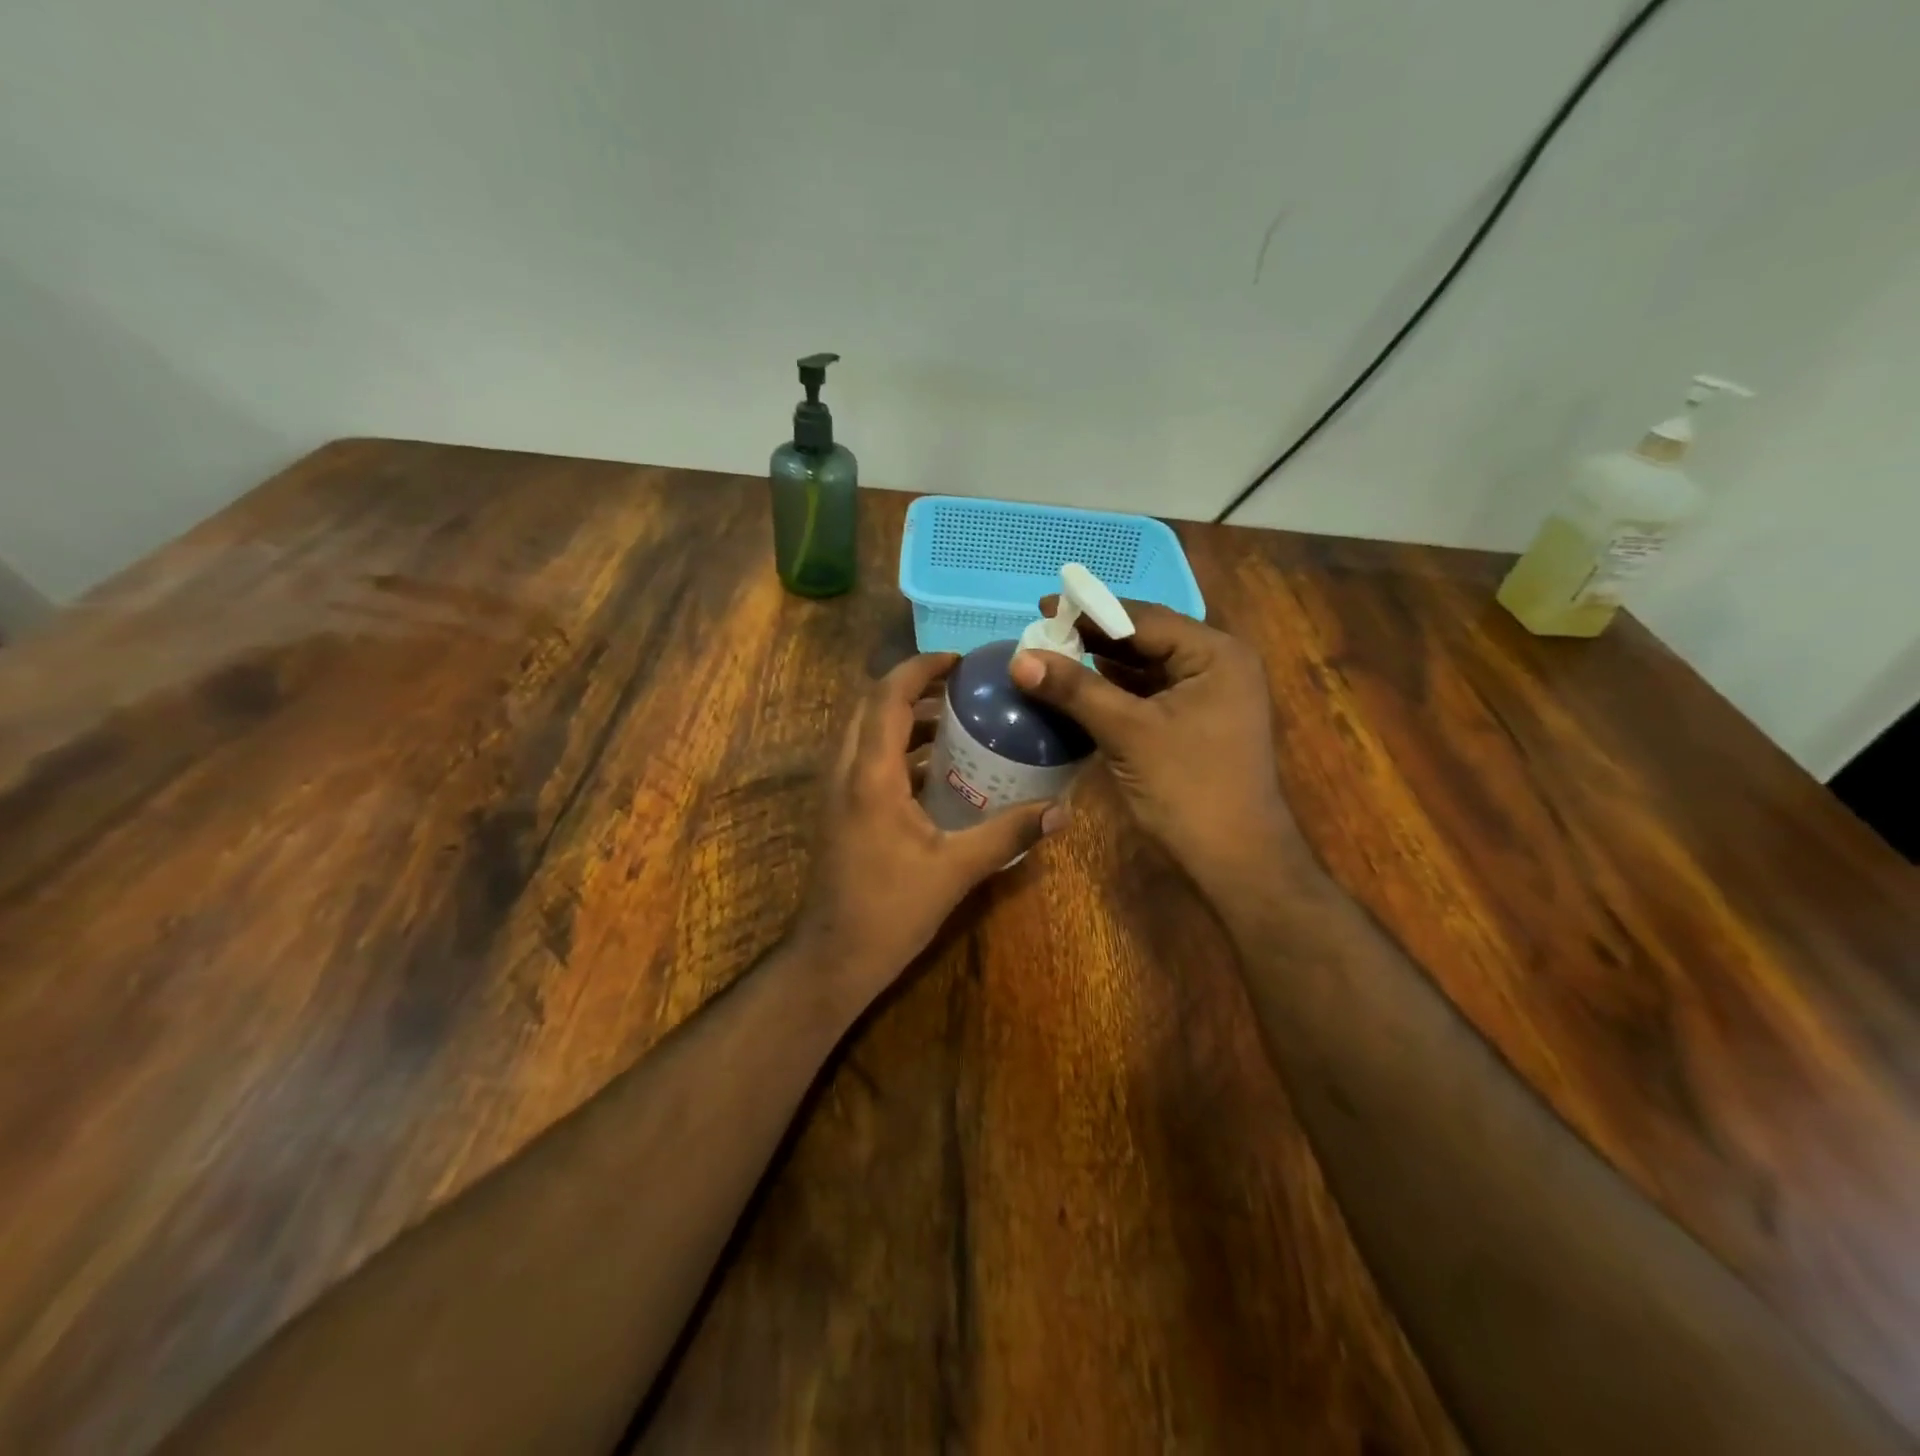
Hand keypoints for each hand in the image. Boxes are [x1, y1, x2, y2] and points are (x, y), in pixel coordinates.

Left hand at [793, 653, 1064, 1003]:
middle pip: (872, 706)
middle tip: (961, 686)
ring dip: (904, 717)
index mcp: (871, 775)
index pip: (888, 697)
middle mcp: (846, 771)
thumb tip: (1061, 812)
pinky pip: (866, 759)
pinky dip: (898, 748)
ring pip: (866, 732)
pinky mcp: (840, 810)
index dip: (920, 668)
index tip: (958, 661)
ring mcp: (837, 791)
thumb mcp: (955, 870)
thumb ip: (1007, 835)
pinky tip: (937, 770)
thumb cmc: (890, 910)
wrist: (833, 957)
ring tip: (955, 718)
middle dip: (913, 687)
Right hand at [1009, 602, 1308, 885]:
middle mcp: (1217, 665)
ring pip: (1145, 668)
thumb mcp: (1128, 732)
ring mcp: (1208, 697)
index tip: (1042, 609)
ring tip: (1051, 656)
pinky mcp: (1195, 724)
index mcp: (1215, 654)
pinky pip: (1149, 695)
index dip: (1090, 612)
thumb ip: (1075, 690)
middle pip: (1145, 639)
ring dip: (1101, 664)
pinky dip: (1115, 691)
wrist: (1235, 861)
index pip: (1144, 619)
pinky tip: (1079, 690)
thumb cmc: (1188, 788)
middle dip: (1093, 638)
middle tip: (1041, 633)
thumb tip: (1019, 659)